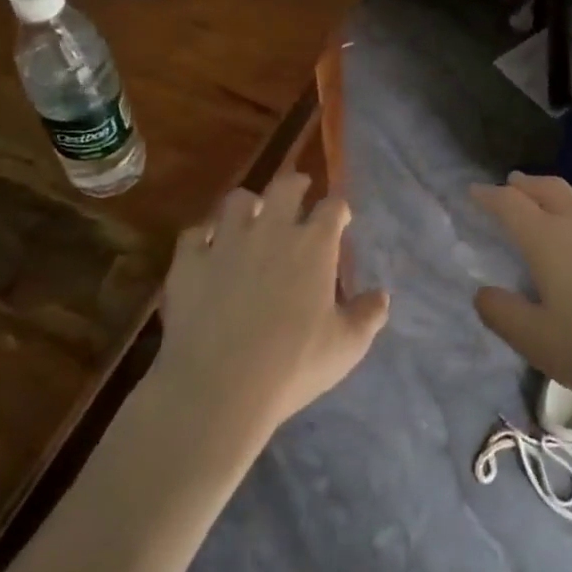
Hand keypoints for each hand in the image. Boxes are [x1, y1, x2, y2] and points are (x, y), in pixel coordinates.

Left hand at [153, 173, 388, 438]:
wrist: (219, 387)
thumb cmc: (293, 366)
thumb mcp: (346, 347)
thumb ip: (368, 315)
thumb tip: (382, 295)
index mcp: (314, 245)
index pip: (332, 207)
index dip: (338, 208)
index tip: (340, 217)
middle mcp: (272, 230)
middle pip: (285, 186)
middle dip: (296, 184)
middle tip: (299, 190)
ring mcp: (226, 241)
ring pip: (238, 200)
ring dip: (248, 206)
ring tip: (251, 217)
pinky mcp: (189, 261)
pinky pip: (195, 233)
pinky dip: (204, 236)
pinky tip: (207, 248)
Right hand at [472, 174, 571, 417]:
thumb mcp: (538, 343)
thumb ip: (502, 314)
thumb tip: (483, 292)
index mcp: (549, 241)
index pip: (511, 204)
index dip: (489, 196)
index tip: (474, 191)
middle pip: (550, 189)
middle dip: (526, 184)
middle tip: (512, 184)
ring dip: (565, 196)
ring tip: (557, 202)